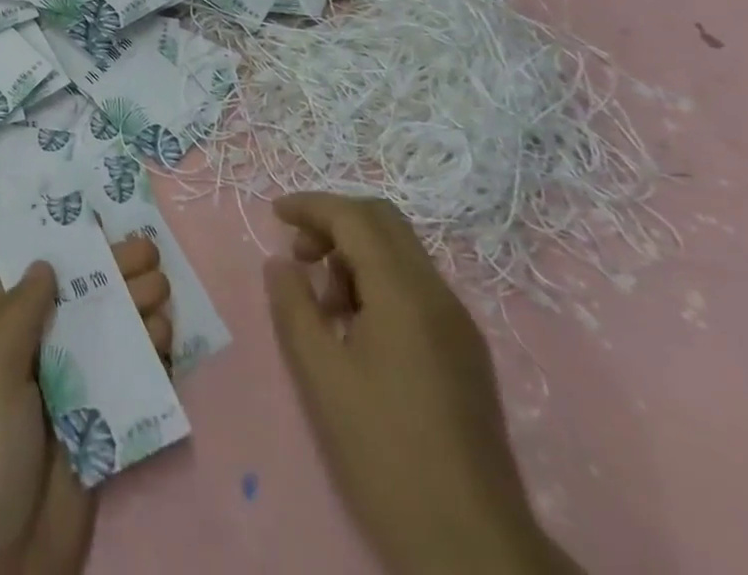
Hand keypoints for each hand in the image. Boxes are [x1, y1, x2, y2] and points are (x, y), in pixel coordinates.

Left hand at [0, 238, 170, 574]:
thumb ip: (20, 313)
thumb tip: (43, 262)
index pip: (29, 281)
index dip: (64, 252)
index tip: (100, 227)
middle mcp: (28, 360)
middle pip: (75, 305)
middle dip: (112, 276)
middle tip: (152, 253)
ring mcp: (62, 396)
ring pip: (102, 341)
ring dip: (134, 313)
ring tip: (164, 291)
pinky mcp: (92, 434)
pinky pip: (121, 387)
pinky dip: (144, 362)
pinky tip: (165, 341)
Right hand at [264, 195, 582, 574]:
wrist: (472, 547)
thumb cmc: (384, 452)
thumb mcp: (321, 375)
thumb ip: (294, 306)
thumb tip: (282, 262)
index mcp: (405, 292)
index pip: (354, 217)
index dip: (311, 206)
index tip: (275, 214)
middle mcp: (438, 294)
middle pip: (384, 223)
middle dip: (335, 223)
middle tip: (299, 255)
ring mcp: (458, 324)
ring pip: (401, 255)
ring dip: (355, 256)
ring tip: (323, 306)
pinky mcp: (466, 354)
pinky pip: (416, 289)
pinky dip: (378, 285)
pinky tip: (356, 331)